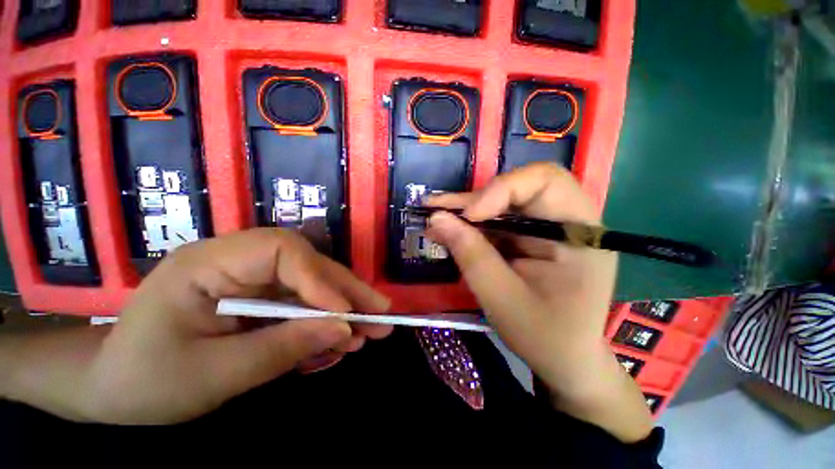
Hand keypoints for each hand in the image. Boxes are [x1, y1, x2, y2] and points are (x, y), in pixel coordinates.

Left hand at [2, 229, 390, 424]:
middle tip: (382, 314)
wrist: (112, 390)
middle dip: (347, 292)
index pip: (282, 251)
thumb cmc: (145, 382)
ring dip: (343, 309)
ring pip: (312, 285)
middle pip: (308, 266)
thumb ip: (282, 348)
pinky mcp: (260, 299)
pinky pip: (302, 305)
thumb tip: (344, 329)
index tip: (345, 313)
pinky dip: (324, 324)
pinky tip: (340, 342)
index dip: (319, 278)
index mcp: (210, 264)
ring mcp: (252, 280)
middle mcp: (238, 261)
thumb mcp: (213, 375)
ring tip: (371, 331)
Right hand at [425, 162, 651, 441]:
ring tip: (434, 215)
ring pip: (502, 203)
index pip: (545, 181)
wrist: (565, 359)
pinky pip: (497, 220)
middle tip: (438, 209)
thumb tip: (436, 218)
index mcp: (579, 233)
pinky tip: (447, 229)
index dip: (502, 189)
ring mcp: (546, 228)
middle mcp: (566, 221)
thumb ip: (471, 256)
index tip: (469, 215)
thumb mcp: (503, 299)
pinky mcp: (529, 237)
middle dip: (475, 199)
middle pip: (518, 188)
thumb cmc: (545, 337)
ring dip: (466, 210)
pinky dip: (471, 225)